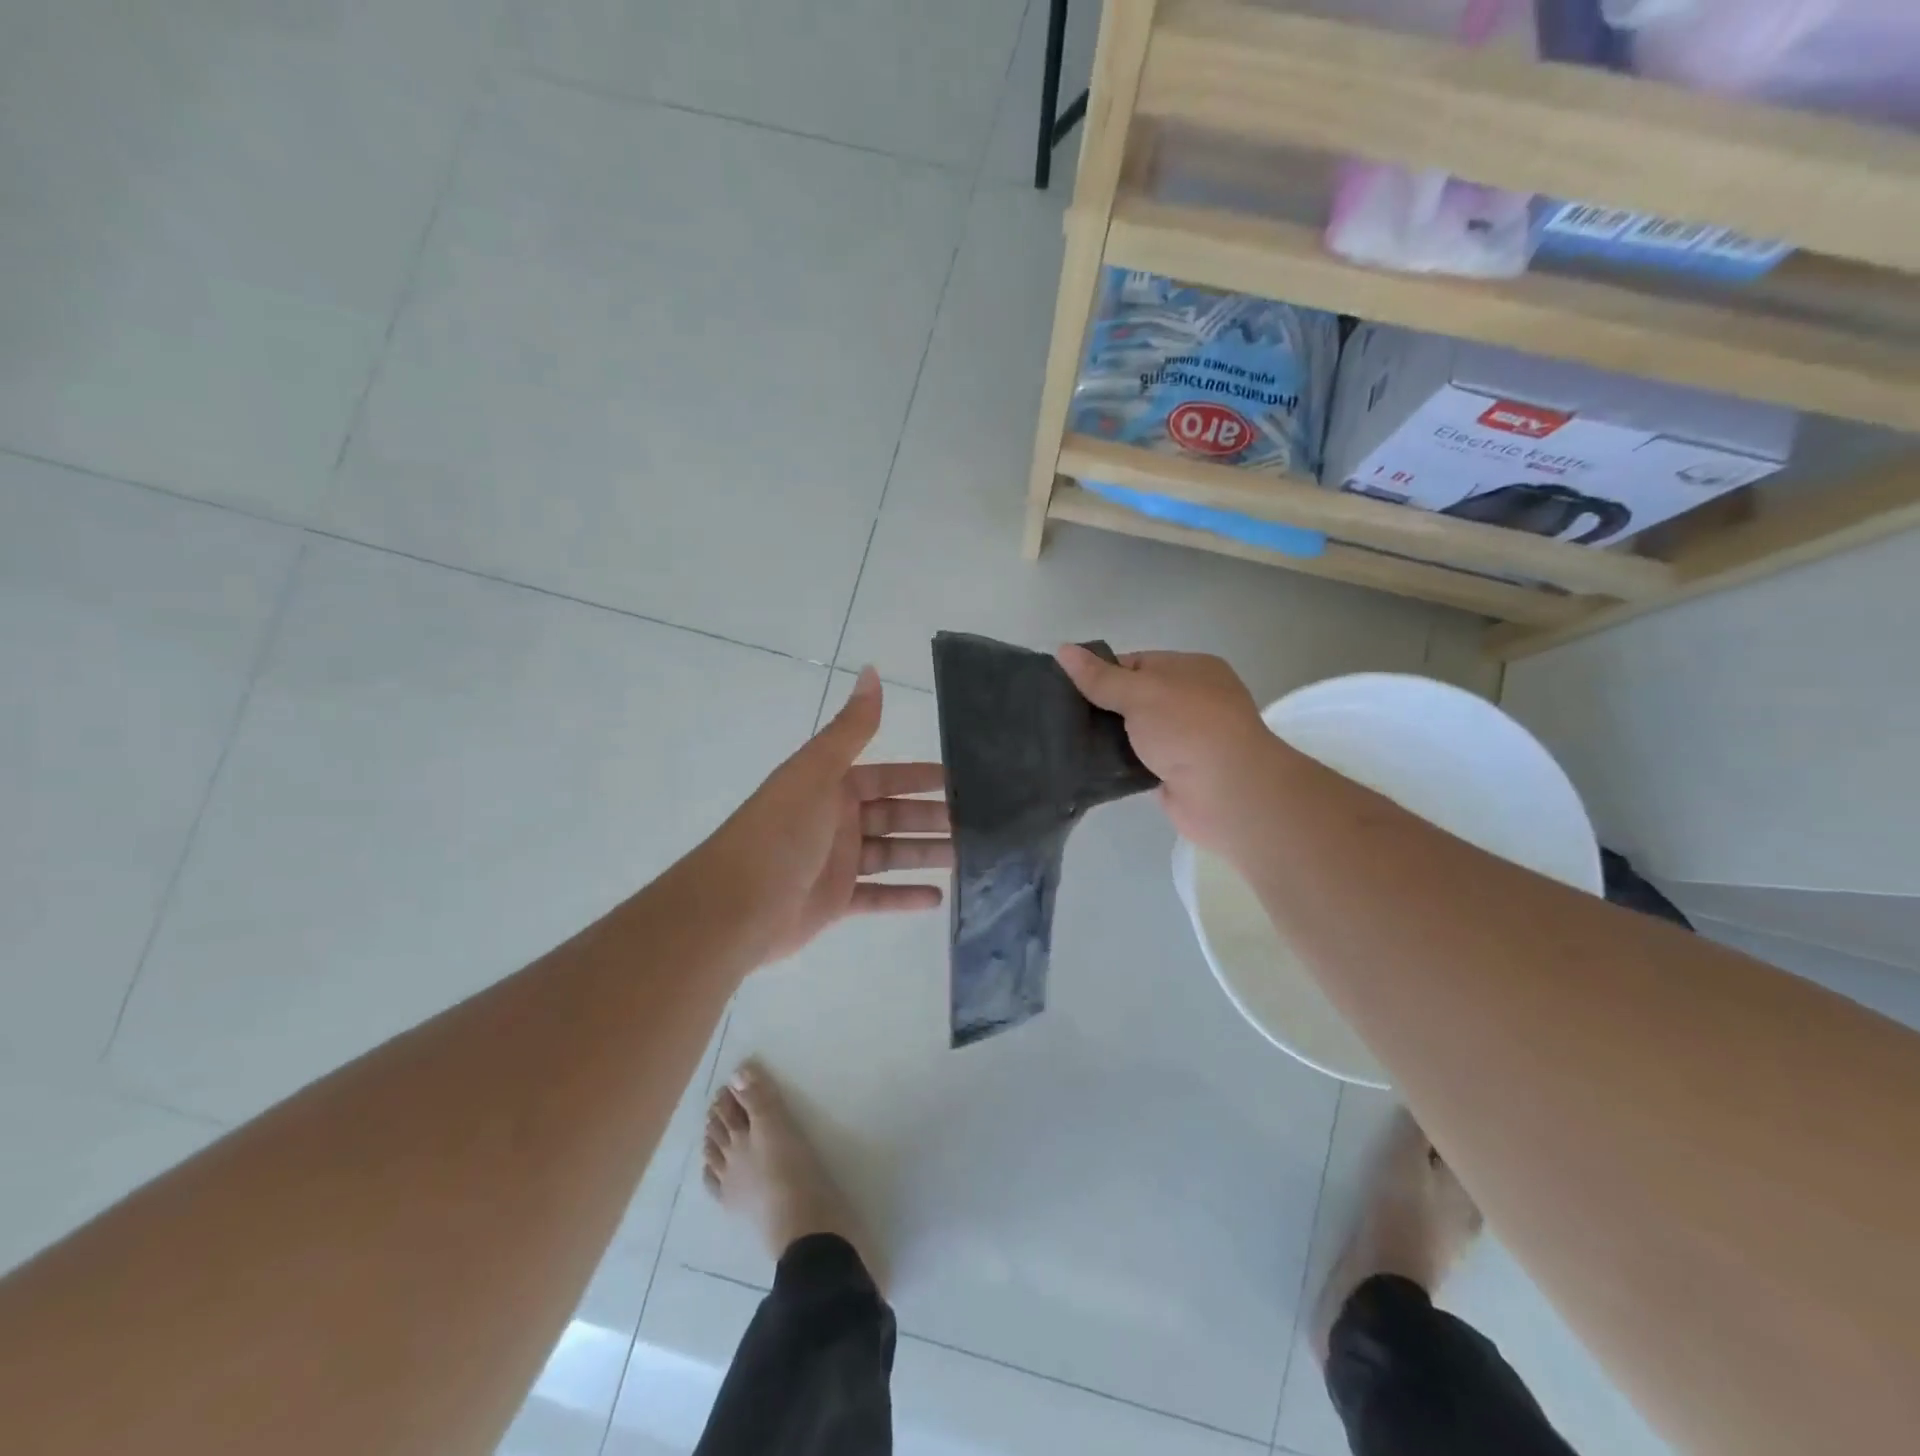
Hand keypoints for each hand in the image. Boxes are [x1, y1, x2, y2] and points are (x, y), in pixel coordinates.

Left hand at [707, 668, 951, 964]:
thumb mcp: (817, 772)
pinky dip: (905, 896)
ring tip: (968, 859)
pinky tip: (938, 898)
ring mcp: (836, 863)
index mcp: (831, 787)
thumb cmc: (781, 832)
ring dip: (926, 855)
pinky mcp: (835, 902)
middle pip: (895, 816)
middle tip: (979, 826)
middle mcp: (836, 820)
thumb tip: (872, 670)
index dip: (923, 778)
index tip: (962, 781)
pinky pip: (878, 897)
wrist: (735, 907)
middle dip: (933, 819)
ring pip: (892, 855)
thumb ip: (851, 727)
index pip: (888, 777)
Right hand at [1055, 646, 1278, 853]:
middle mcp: (1191, 701)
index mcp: (1191, 669)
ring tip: (1062, 741)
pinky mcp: (1174, 773)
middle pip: (1133, 698)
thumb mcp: (1140, 691)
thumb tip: (1062, 649)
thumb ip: (1100, 676)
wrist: (1227, 793)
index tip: (1066, 686)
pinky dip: (1116, 763)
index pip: (1136, 663)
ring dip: (1105, 738)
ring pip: (1133, 732)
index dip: (1102, 672)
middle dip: (1100, 706)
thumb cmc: (1188, 727)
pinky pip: (1136, 762)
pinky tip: (1085, 766)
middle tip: (1058, 715)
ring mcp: (1184, 739)